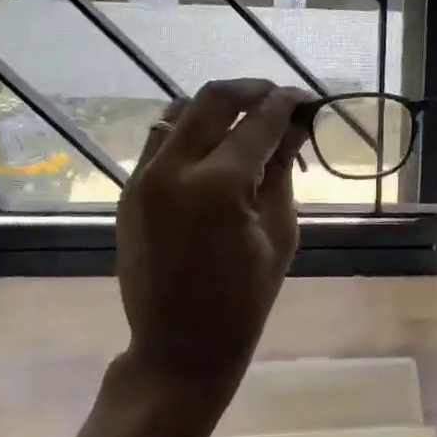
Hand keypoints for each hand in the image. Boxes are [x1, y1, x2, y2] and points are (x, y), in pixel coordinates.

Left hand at [115, 79, 309, 412]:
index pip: (259, 121)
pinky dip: (190, 131)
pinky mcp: (129, 190)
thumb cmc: (244, 299)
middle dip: (252, 90)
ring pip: (179, 111)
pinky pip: (160, 141)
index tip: (308, 99)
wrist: (179, 346)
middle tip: (279, 99)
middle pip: (213, 99)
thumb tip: (296, 127)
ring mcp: (143, 177)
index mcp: (219, 186)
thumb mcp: (278, 233)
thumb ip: (282, 171)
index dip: (287, 103)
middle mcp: (174, 169)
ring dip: (217, 107)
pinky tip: (214, 148)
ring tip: (246, 121)